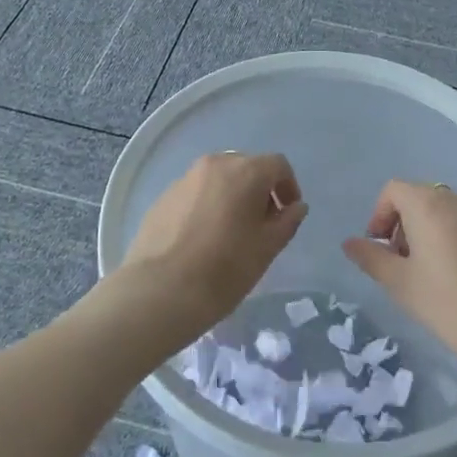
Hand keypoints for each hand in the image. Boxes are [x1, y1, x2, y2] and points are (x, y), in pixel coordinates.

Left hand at [111, 152, 307, 346]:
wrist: (160, 291)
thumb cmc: (224, 269)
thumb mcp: (267, 248)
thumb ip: (287, 222)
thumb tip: (296, 206)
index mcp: (245, 171)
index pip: (278, 165)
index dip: (289, 187)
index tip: (287, 214)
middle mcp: (214, 165)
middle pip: (246, 167)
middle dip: (259, 190)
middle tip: (261, 224)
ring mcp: (184, 179)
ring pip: (218, 179)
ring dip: (232, 196)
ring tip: (231, 232)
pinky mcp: (163, 197)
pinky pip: (195, 193)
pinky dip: (207, 205)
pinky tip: (202, 238)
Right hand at [341, 180, 456, 388]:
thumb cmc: (450, 305)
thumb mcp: (401, 285)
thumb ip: (372, 258)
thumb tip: (351, 243)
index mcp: (429, 205)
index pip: (394, 190)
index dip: (379, 215)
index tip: (381, 249)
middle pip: (421, 198)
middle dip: (404, 225)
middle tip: (404, 264)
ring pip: (447, 212)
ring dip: (430, 232)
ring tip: (433, 274)